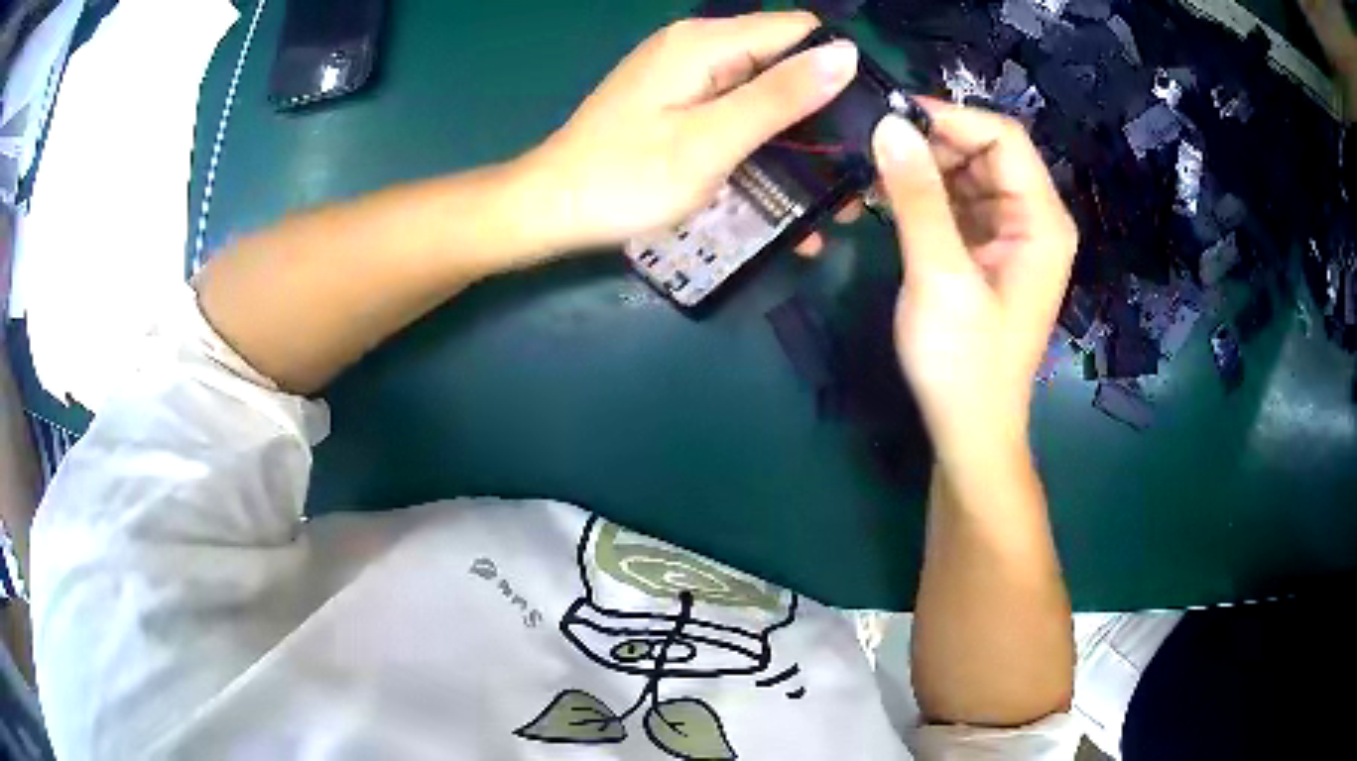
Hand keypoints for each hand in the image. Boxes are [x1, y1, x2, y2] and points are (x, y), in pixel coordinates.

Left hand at [515, 12, 858, 255]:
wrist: (551, 208)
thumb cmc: (626, 179)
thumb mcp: (711, 141)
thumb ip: (780, 96)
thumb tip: (847, 54)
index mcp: (706, 43)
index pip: (798, 31)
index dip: (838, 68)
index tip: (868, 122)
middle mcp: (698, 48)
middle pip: (783, 62)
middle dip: (824, 113)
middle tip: (855, 175)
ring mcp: (686, 76)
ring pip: (764, 92)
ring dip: (799, 140)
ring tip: (832, 199)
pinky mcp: (678, 103)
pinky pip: (736, 112)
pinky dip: (764, 145)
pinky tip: (785, 192)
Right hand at [872, 100, 1076, 464]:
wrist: (969, 429)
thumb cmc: (964, 361)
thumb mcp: (939, 275)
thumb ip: (917, 197)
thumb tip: (888, 125)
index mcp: (1041, 221)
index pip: (1004, 137)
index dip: (951, 117)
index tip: (890, 116)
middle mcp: (1032, 218)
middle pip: (985, 151)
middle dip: (932, 141)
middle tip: (873, 145)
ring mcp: (1008, 234)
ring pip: (967, 173)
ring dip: (922, 167)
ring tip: (871, 171)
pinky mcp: (985, 250)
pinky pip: (956, 202)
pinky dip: (923, 194)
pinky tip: (887, 197)